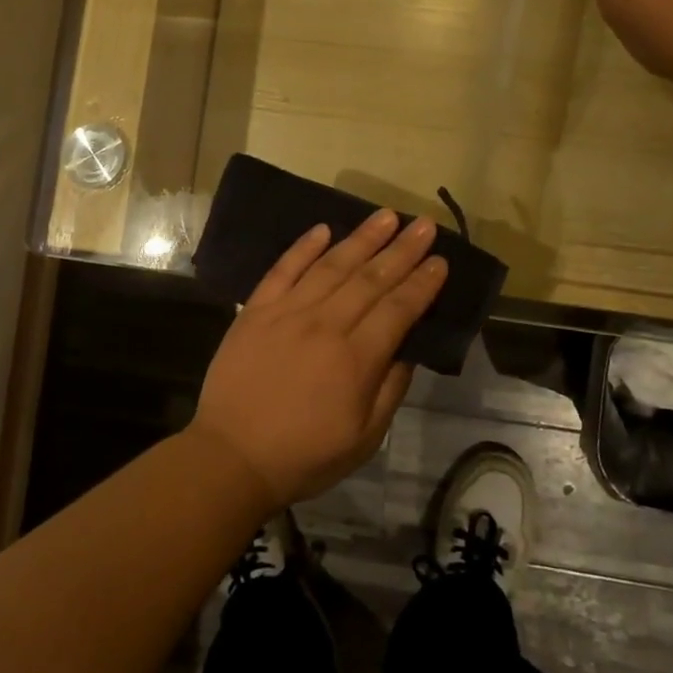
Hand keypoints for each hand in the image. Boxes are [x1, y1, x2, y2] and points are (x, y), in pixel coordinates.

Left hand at [188, 210, 448, 511]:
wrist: (232, 456)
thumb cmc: (305, 455)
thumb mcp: (364, 438)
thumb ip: (390, 389)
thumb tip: (407, 348)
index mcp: (356, 358)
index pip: (398, 309)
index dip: (422, 282)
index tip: (440, 260)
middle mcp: (325, 324)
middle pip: (370, 278)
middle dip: (401, 250)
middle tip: (424, 225)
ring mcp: (287, 312)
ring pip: (331, 266)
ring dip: (361, 238)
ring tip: (385, 216)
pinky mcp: (256, 310)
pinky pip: (283, 269)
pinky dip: (304, 247)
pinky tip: (323, 228)